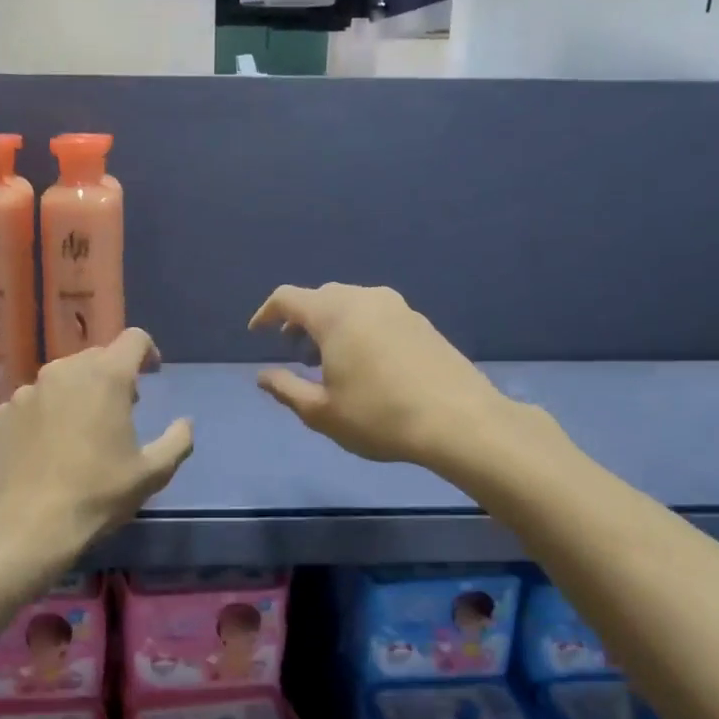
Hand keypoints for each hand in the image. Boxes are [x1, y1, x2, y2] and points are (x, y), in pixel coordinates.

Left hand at [0, 328, 193, 594]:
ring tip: (82, 429)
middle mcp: (65, 371)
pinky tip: (49, 446)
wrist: (29, 526)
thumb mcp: (153, 473)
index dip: (148, 352)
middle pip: (97, 357)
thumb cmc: (98, 494)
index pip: (134, 339)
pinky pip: (34, 400)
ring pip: (63, 377)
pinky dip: (47, 412)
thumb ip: (177, 440)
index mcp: (106, 376)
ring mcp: (28, 390)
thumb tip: (185, 423)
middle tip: (121, 410)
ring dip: (79, 392)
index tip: (151, 374)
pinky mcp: (3, 412)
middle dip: (113, 375)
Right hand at [250, 283, 552, 469]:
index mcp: (334, 314)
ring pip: (351, 304)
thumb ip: (285, 389)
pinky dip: (358, 328)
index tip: (258, 333)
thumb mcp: (321, 412)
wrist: (460, 421)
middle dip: (300, 320)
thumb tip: (263, 375)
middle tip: (295, 352)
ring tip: (329, 361)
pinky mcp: (421, 321)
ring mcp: (398, 307)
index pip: (287, 297)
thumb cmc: (379, 416)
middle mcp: (365, 298)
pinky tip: (366, 363)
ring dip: (331, 324)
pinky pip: (376, 314)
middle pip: (321, 297)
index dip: (266, 313)